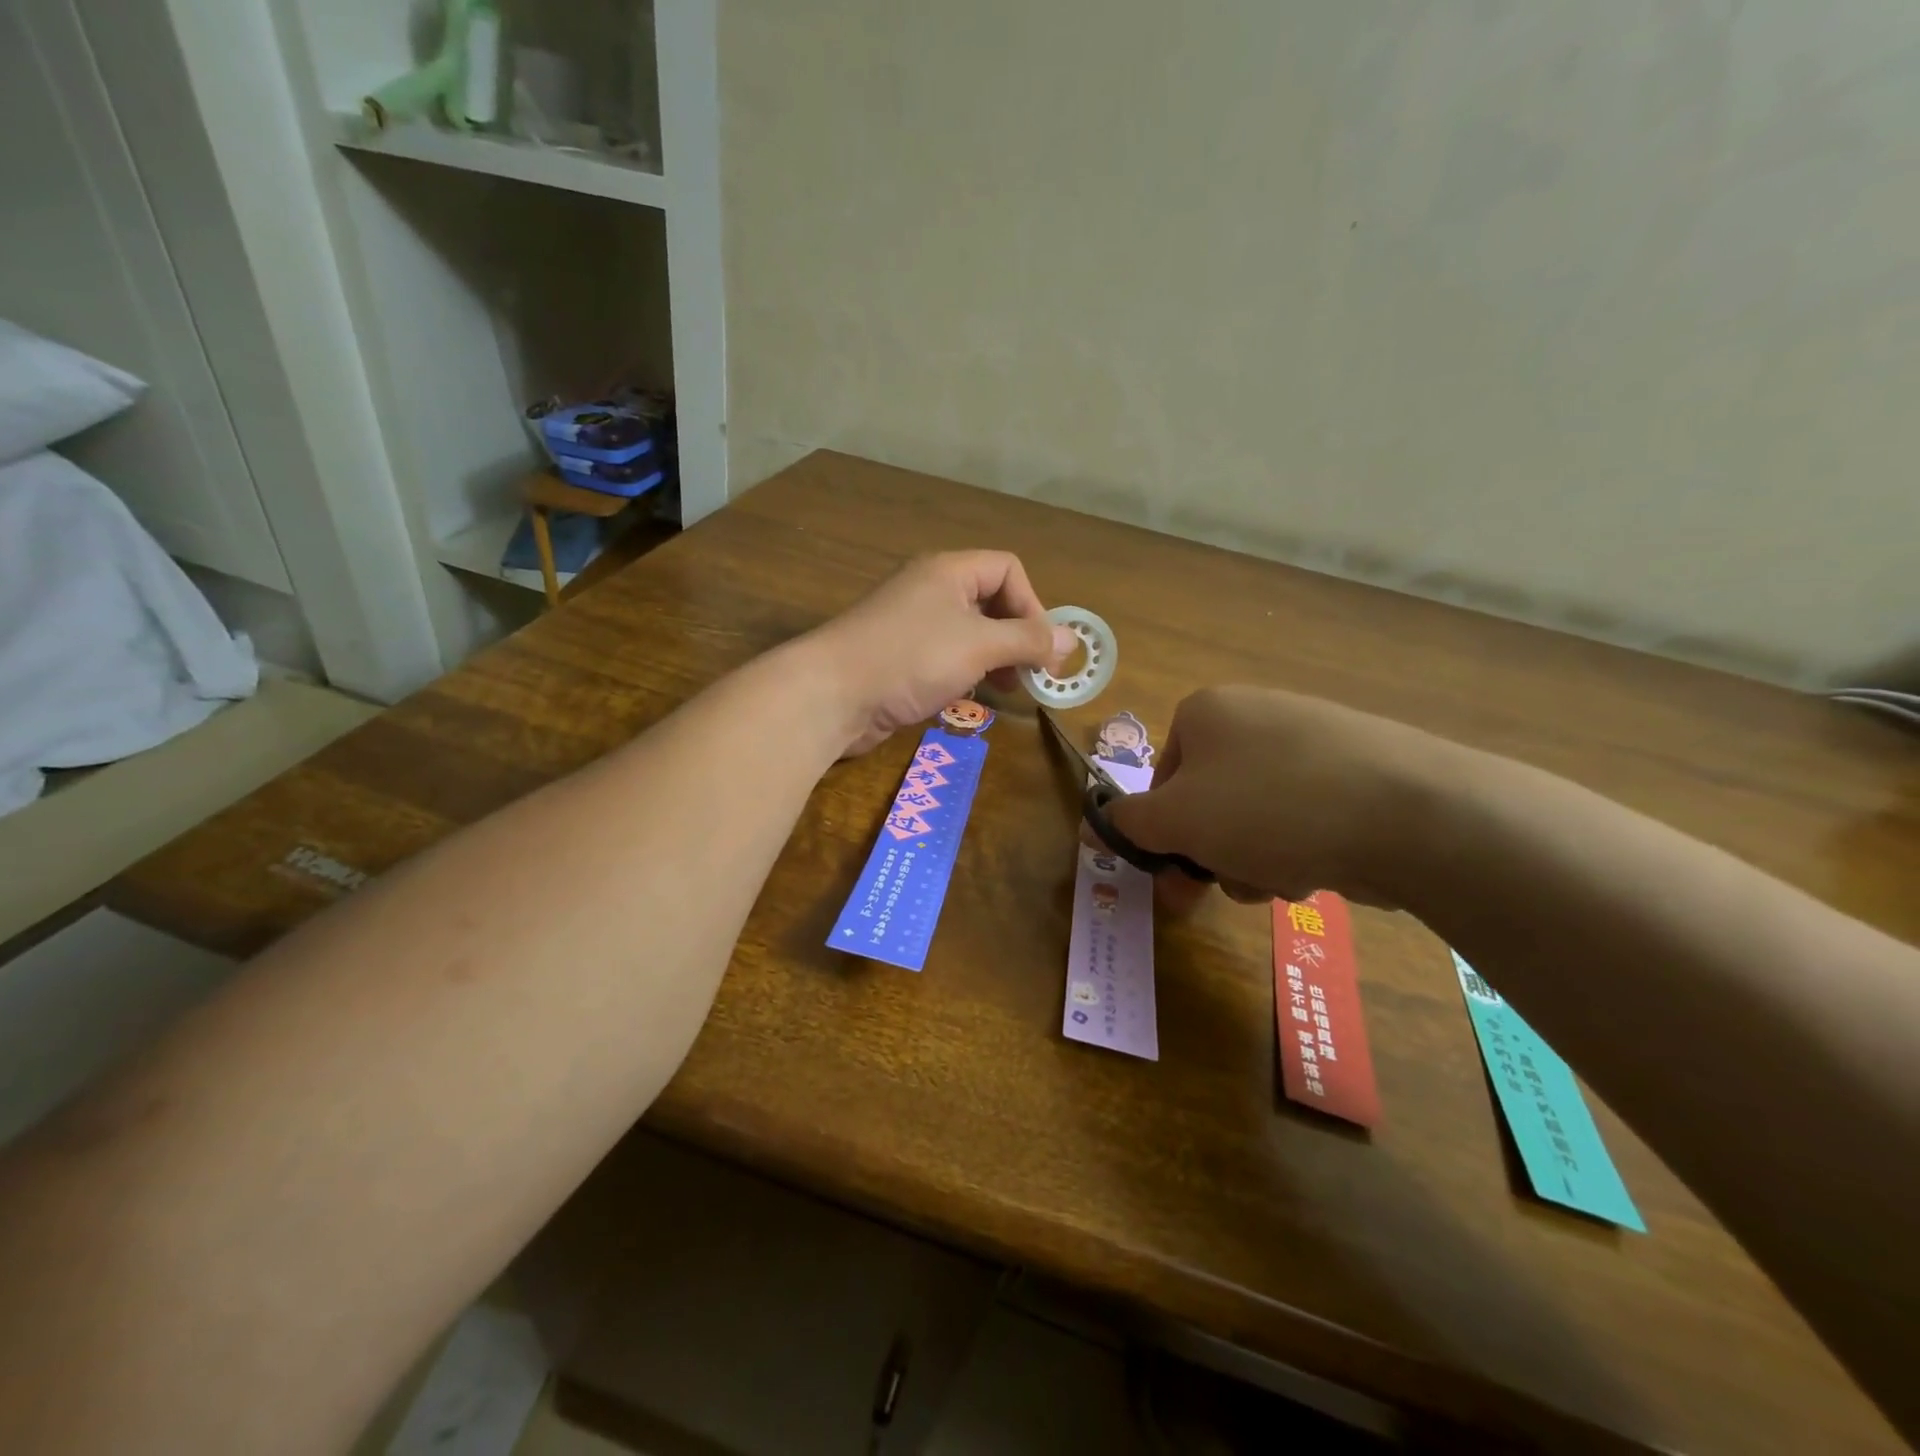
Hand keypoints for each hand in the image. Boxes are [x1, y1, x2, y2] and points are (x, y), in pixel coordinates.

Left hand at [809, 552, 1075, 755]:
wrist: (831, 694)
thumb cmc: (910, 658)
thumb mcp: (979, 645)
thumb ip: (1027, 640)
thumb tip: (1072, 639)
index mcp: (949, 571)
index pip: (1008, 569)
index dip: (1032, 605)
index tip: (1041, 648)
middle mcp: (930, 590)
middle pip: (991, 602)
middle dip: (1017, 636)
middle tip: (1033, 674)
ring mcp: (912, 626)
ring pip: (969, 634)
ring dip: (995, 659)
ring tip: (1007, 689)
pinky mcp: (899, 659)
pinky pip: (946, 658)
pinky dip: (966, 674)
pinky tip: (970, 697)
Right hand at [1102, 686, 1460, 912]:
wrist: (1411, 812)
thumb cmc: (1269, 808)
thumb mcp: (1178, 821)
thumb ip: (1129, 823)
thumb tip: (1094, 824)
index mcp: (1207, 712)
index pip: (1161, 780)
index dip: (1163, 832)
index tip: (1175, 875)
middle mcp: (1257, 714)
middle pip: (1209, 800)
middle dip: (1212, 853)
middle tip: (1222, 891)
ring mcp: (1312, 739)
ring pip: (1255, 816)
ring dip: (1254, 858)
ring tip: (1281, 878)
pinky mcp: (1358, 770)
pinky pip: (1303, 815)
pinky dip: (1299, 847)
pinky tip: (1319, 867)